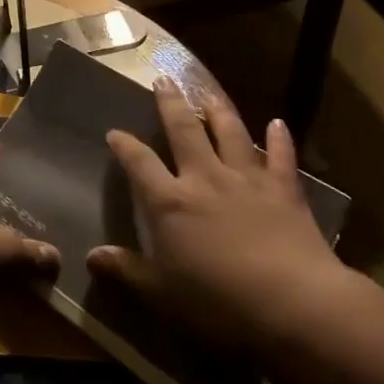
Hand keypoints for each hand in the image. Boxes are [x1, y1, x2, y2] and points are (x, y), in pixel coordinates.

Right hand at [88, 79, 343, 352]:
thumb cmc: (218, 303)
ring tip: (209, 93)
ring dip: (218, 111)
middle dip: (171, 105)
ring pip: (230, 133)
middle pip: (184, 131)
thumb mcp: (162, 294)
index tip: (114, 132)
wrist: (293, 303)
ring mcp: (247, 179)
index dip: (125, 146)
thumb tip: (90, 256)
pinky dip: (279, 139)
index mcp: (170, 202)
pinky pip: (280, 156)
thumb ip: (127, 270)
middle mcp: (205, 179)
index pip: (139, 164)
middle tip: (164, 80)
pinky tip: (278, 123)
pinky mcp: (284, 189)